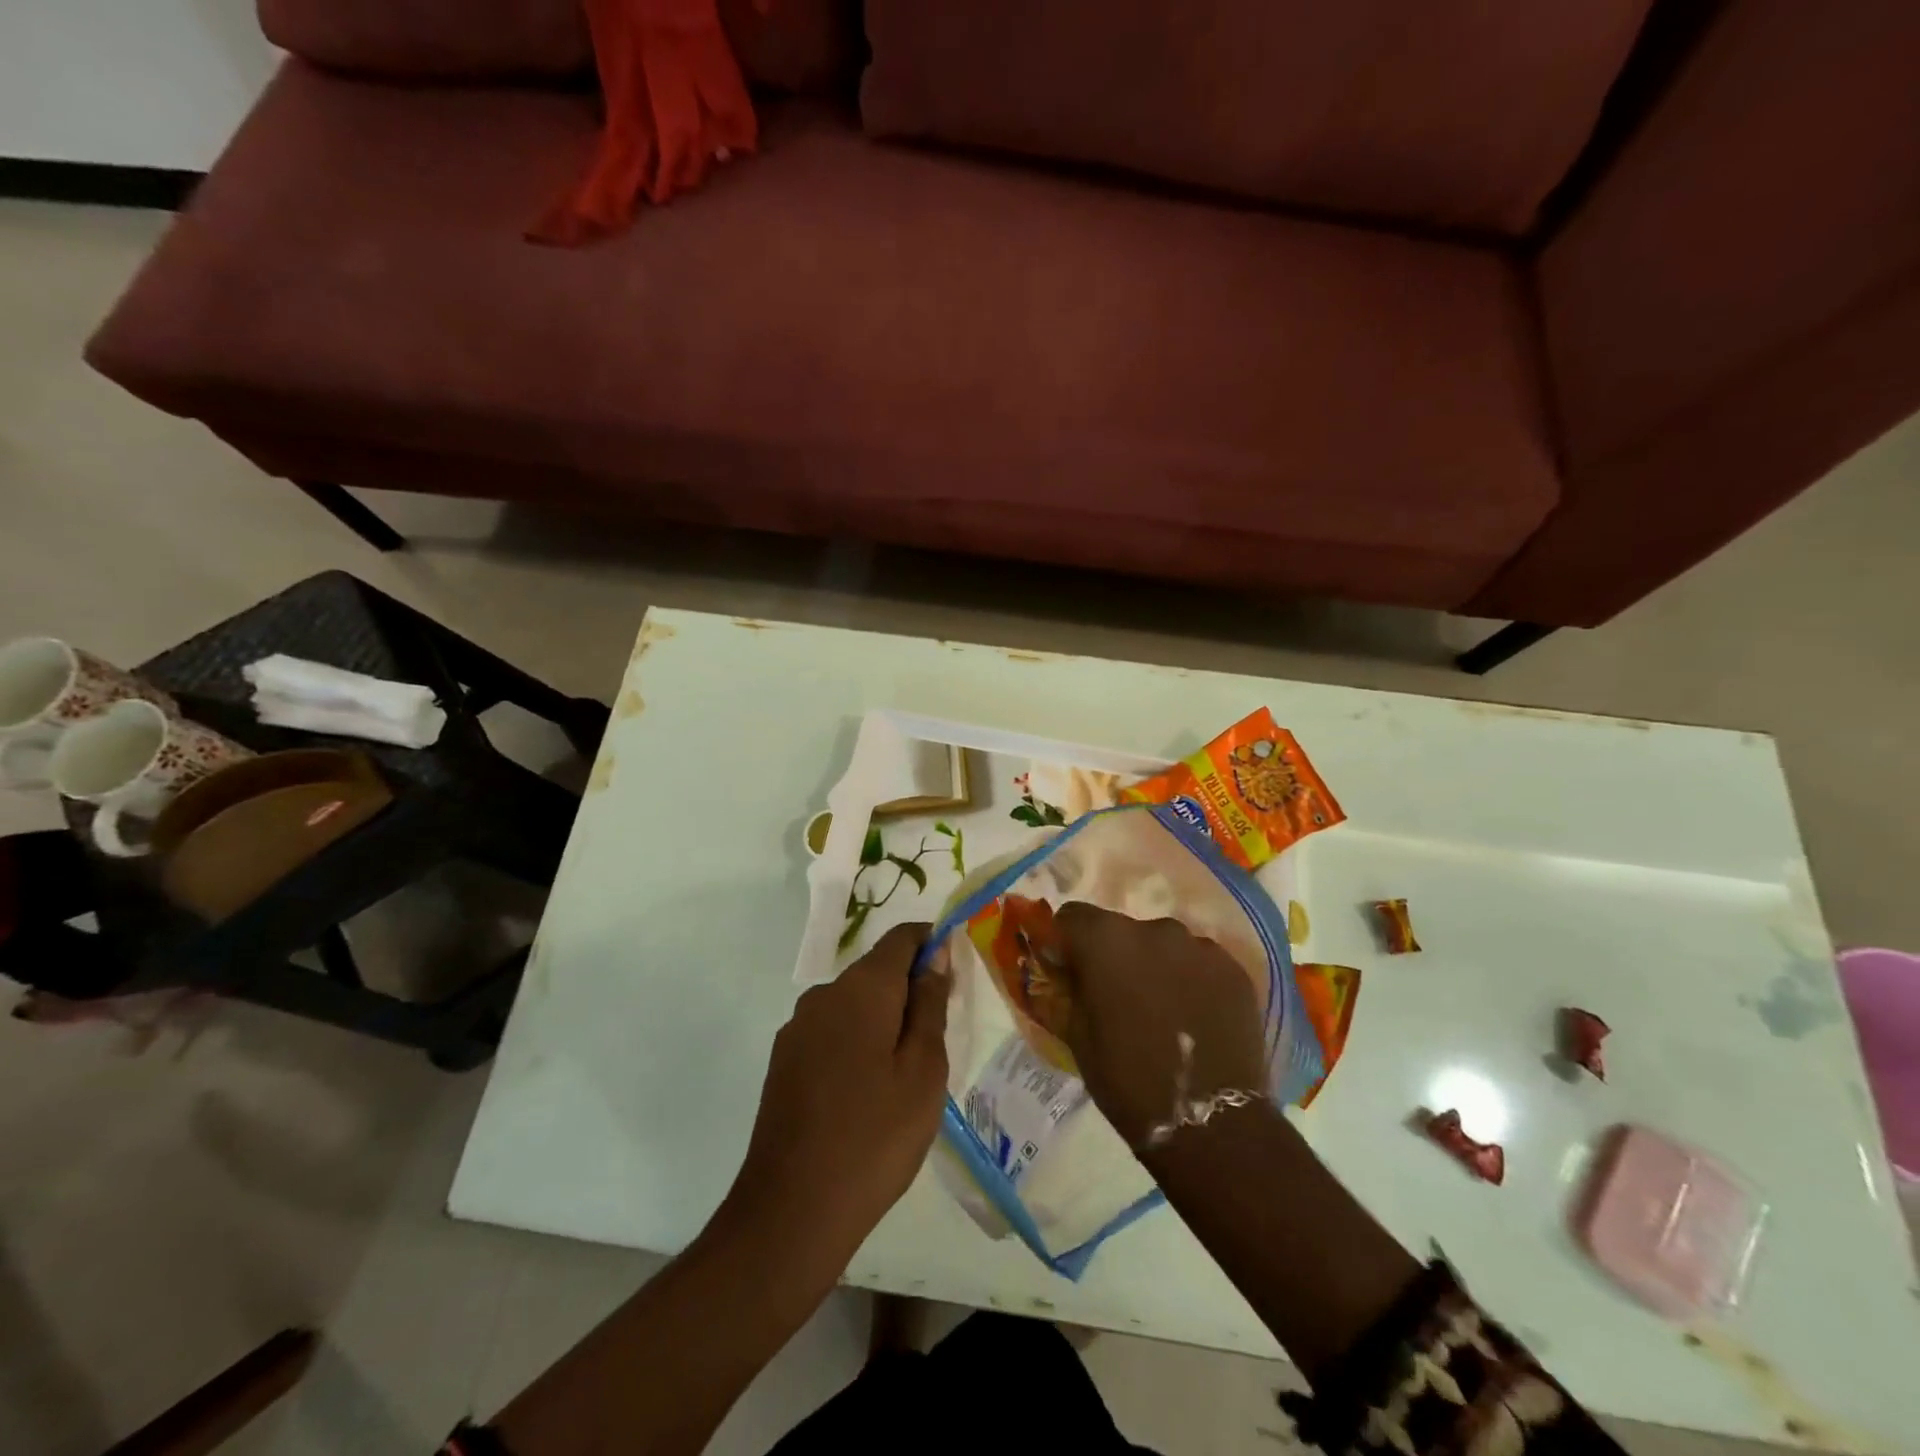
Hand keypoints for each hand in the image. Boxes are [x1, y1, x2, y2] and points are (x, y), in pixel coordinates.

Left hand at [721, 924, 950, 1275]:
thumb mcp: (923, 1070)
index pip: (901, 938)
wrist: (791, 1211)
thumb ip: (930, 1004)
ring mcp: (797, 1028)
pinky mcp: (784, 1060)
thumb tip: (936, 954)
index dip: (932, 942)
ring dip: (884, 1019)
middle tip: (940, 1038)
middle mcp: (823, 995)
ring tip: (908, 1073)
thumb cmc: (875, 1136)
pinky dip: (858, 1042)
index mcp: (860, 989)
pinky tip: (869, 1092)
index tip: (956, 971)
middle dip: (911, 989)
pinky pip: (832, 1031)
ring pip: (854, 1003)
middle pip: (876, 971)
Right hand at [1050, 903, 1265, 1147]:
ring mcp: (1198, 945)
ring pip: (1162, 944)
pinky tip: (1194, 1016)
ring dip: (1154, 965)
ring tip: (1161, 1009)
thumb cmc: (1127, 1080)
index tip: (1069, 972)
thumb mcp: (1076, 1036)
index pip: (1072, 917)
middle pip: (1120, 929)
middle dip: (1113, 955)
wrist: (1210, 1123)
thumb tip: (1062, 971)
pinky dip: (1190, 979)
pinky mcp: (1232, 968)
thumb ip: (1066, 990)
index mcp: (1105, 940)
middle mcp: (1152, 928)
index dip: (1066, 943)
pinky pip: (1198, 962)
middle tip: (1117, 997)